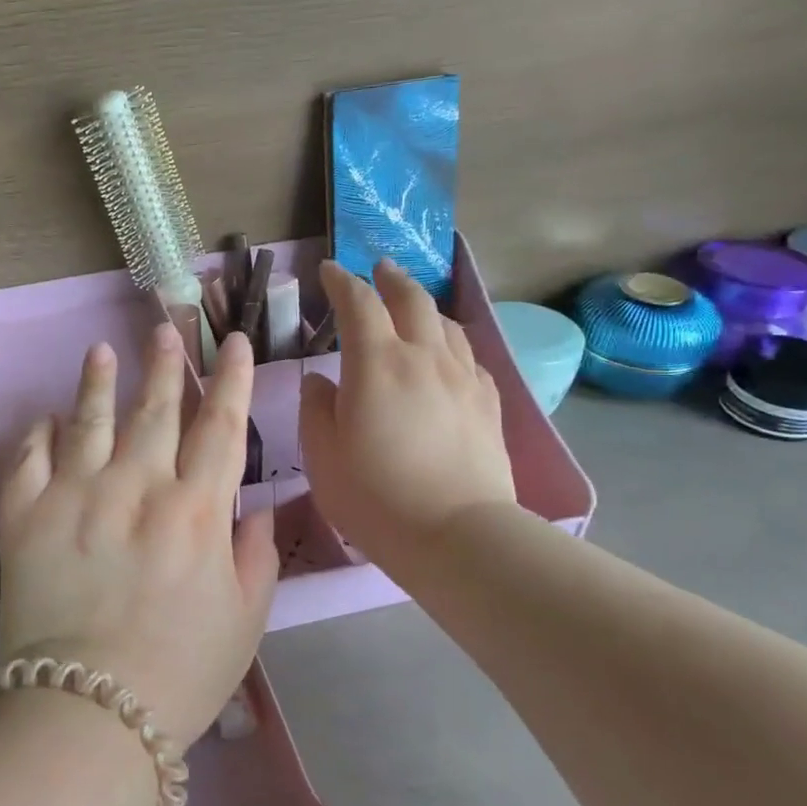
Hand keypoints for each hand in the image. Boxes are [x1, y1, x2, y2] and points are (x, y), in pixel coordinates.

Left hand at [0, 323, 279, 749]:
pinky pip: (28, 459)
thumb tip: (257, 509)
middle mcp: (137, 487)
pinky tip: (47, 418)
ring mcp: (76, 496)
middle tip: (164, 330)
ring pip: (89, 420)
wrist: (88, 714)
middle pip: (155, 410)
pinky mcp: (24, 516)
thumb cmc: (180, 673)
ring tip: (101, 351)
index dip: (231, 380)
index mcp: (195, 511)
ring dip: (97, 382)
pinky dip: (38, 433)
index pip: (221, 427)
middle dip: (163, 366)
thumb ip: (256, 557)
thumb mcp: (245, 621)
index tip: (232, 344)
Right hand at [299, 260, 514, 568]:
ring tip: (414, 309)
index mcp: (376, 362)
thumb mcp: (322, 454)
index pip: (358, 303)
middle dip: (391, 279)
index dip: (341, 281)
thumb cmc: (374, 496)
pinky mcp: (489, 405)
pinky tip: (448, 358)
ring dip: (426, 308)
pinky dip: (452, 346)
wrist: (457, 536)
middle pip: (412, 299)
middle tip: (379, 269)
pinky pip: (470, 359)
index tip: (328, 271)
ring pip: (447, 325)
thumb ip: (316, 408)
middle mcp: (424, 357)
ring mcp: (463, 379)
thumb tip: (321, 381)